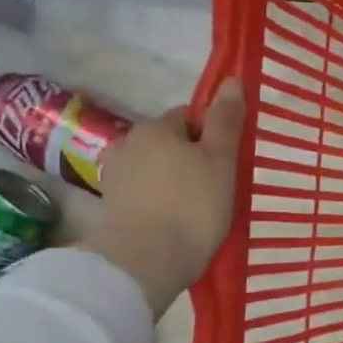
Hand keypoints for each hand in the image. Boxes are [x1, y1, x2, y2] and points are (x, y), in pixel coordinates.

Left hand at [81, 81, 244, 315]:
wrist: (146, 262)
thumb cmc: (192, 205)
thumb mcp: (221, 160)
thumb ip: (225, 120)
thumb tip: (230, 80)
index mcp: (156, 127)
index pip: (189, 117)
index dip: (212, 135)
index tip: (228, 161)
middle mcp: (129, 143)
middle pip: (171, 142)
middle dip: (192, 158)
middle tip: (219, 186)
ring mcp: (116, 176)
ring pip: (157, 169)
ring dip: (176, 181)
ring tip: (199, 208)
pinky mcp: (112, 207)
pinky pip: (146, 193)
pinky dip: (161, 201)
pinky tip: (177, 221)